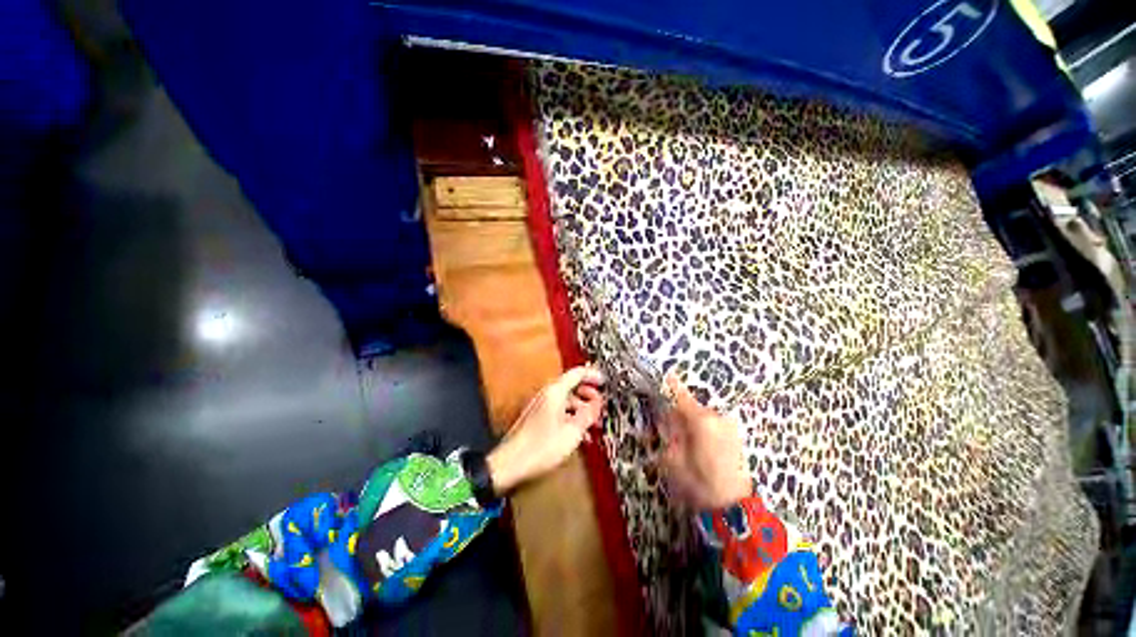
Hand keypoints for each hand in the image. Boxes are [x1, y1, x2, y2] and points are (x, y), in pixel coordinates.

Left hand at [487, 366, 605, 494]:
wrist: (511, 463)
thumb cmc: (539, 448)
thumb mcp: (573, 431)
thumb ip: (588, 414)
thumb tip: (597, 404)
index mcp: (555, 392)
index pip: (577, 373)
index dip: (593, 375)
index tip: (603, 382)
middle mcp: (547, 394)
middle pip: (572, 385)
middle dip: (588, 395)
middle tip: (599, 406)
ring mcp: (540, 404)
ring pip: (566, 398)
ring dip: (580, 407)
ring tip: (591, 422)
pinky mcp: (537, 416)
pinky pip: (558, 408)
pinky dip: (570, 415)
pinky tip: (577, 431)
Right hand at [659, 375, 750, 509]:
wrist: (734, 507)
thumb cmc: (698, 483)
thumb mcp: (673, 459)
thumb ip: (670, 434)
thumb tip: (668, 418)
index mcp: (701, 421)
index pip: (682, 397)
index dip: (672, 386)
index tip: (667, 374)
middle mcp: (717, 418)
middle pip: (693, 407)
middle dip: (680, 413)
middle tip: (669, 427)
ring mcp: (729, 427)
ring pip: (704, 416)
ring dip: (692, 422)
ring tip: (686, 440)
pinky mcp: (736, 437)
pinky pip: (714, 425)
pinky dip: (704, 428)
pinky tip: (700, 444)